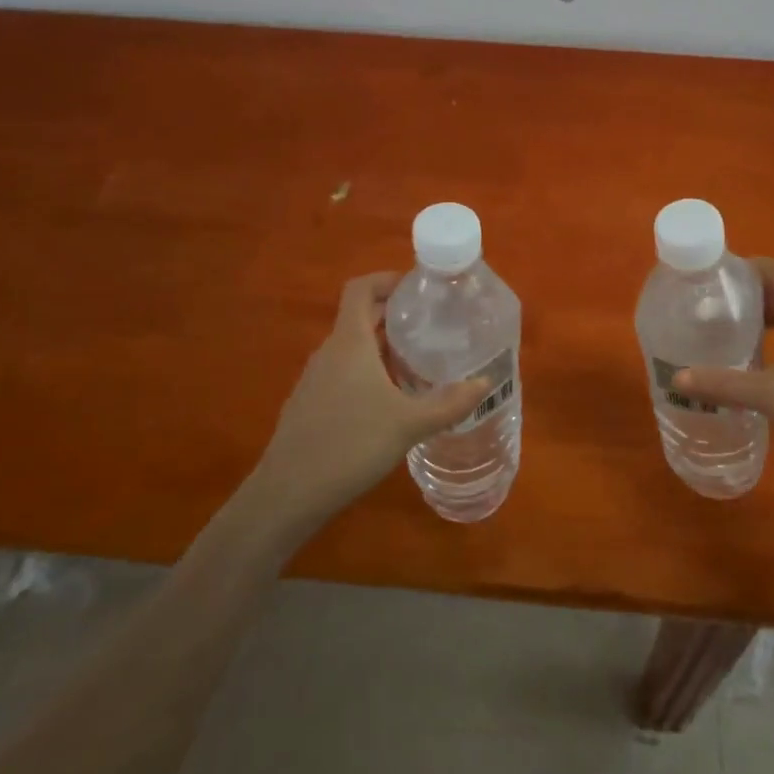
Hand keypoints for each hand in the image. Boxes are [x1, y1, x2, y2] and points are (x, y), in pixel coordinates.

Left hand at [247, 273, 490, 528]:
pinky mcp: (311, 404)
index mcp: (349, 342)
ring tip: (420, 365)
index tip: (419, 287)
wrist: (287, 494)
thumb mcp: (409, 424)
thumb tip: (485, 382)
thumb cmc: (350, 445)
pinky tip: (392, 402)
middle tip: (434, 325)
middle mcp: (329, 352)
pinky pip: (344, 372)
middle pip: (361, 317)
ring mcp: (316, 379)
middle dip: (396, 316)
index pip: (361, 288)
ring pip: (353, 348)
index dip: (387, 279)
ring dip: (384, 348)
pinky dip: (370, 373)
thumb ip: (450, 402)